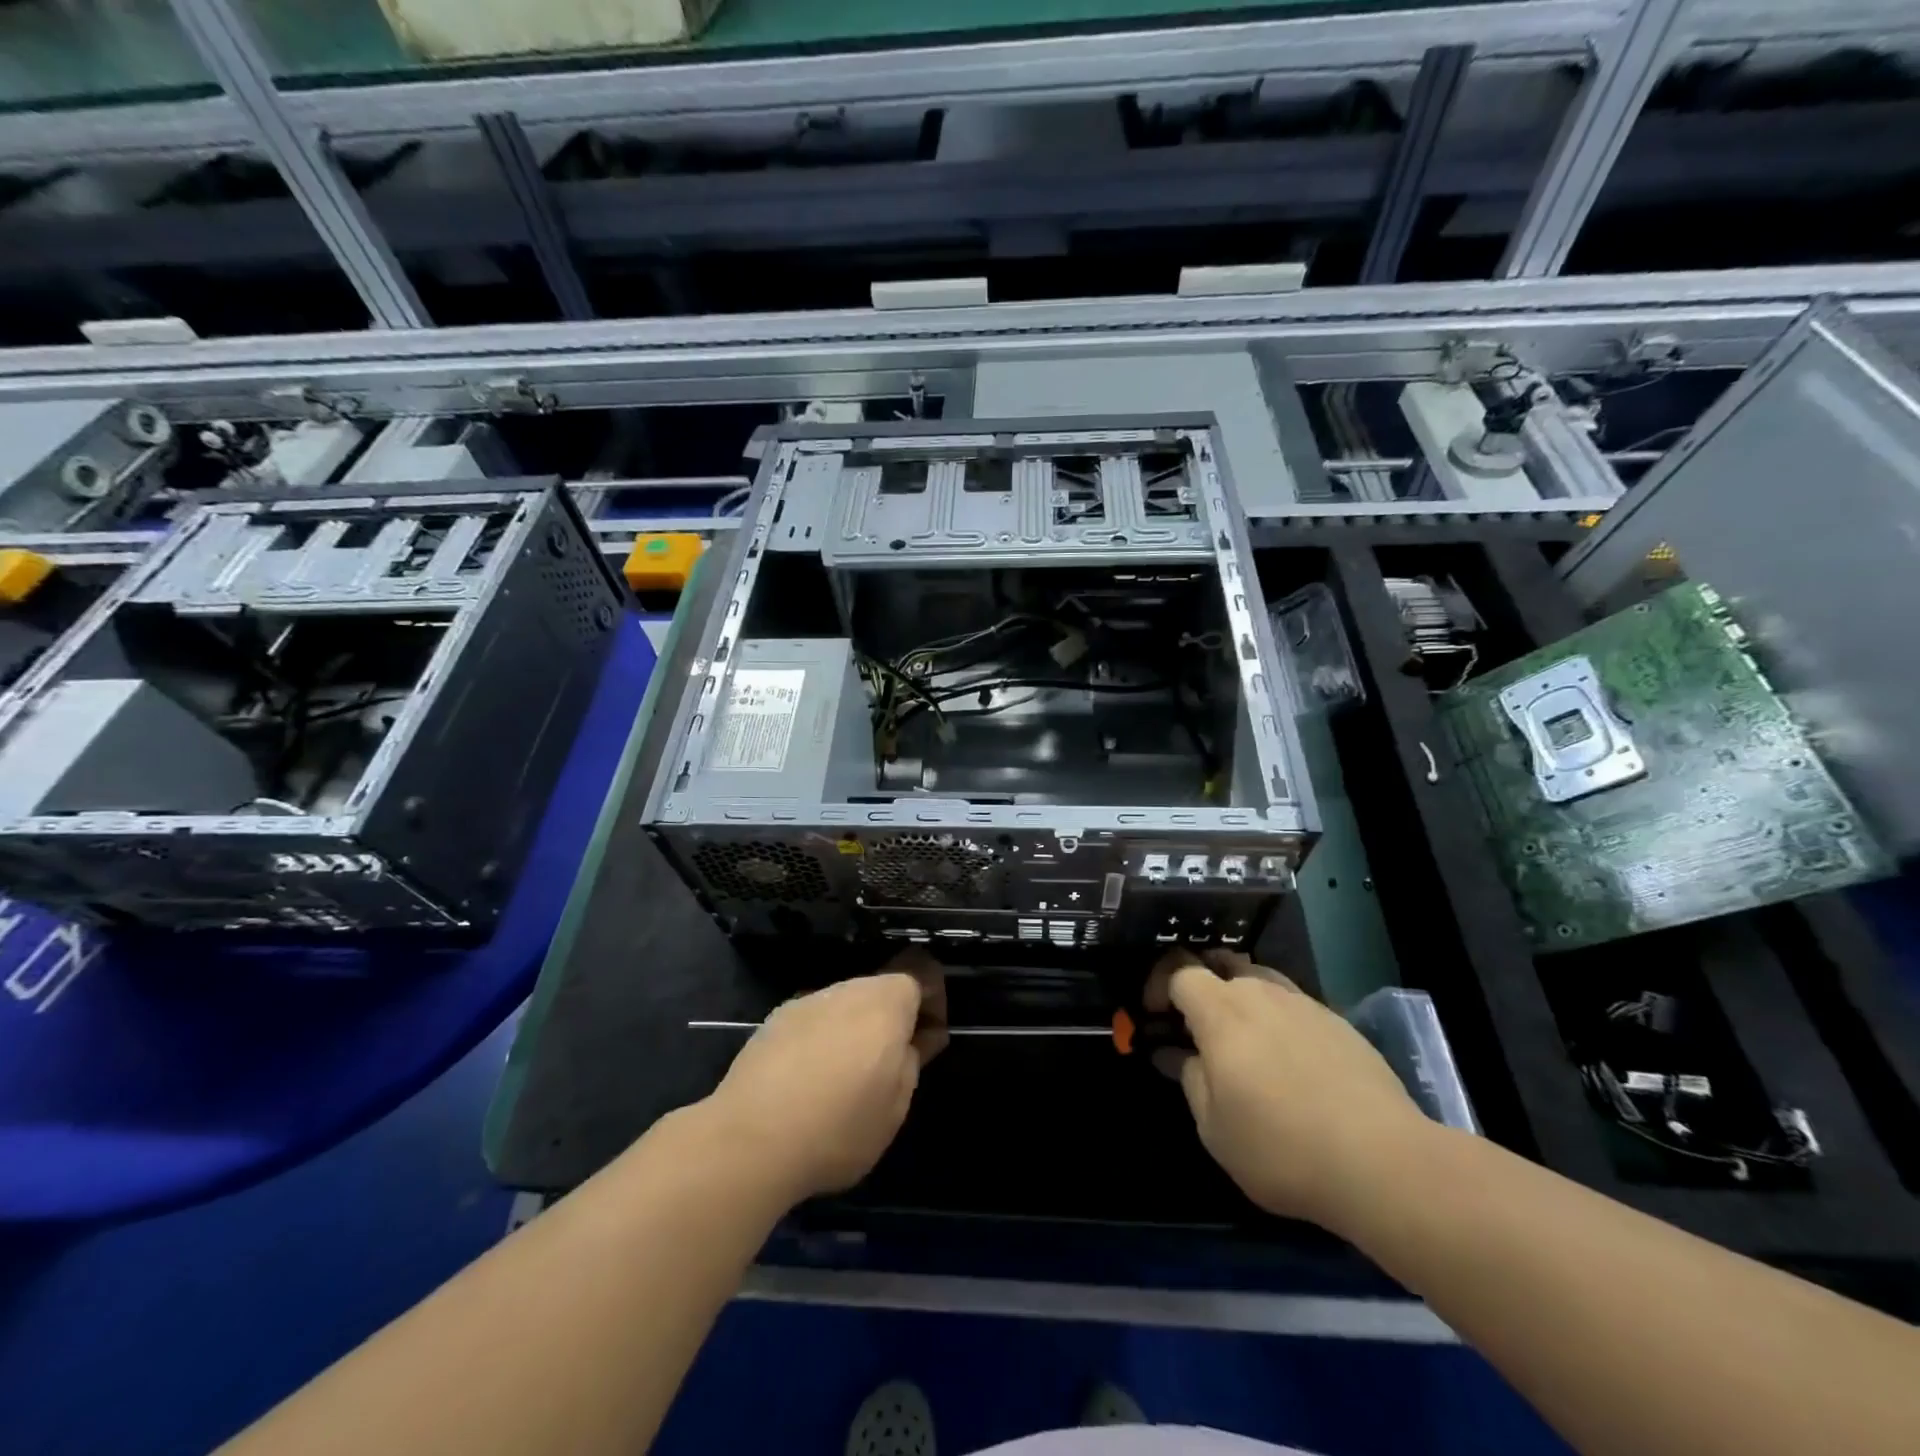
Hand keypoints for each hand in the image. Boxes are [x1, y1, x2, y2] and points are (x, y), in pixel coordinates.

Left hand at [703, 950, 946, 1203]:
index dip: (932, 1003)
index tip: (928, 1041)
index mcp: (885, 1003)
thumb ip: (912, 1063)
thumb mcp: (895, 1108)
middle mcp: (846, 989)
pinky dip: (820, 1040)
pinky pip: (813, 1021)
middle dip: (891, 1018)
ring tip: (845, 1078)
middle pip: (880, 989)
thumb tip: (918, 1039)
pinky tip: (808, 1081)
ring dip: (854, 1029)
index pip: (920, 975)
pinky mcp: (773, 1021)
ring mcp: (806, 1002)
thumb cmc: (838, 1128)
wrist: (749, 1141)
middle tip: (889, 1065)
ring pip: (844, 1004)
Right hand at [1147, 947, 1428, 1232]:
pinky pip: (1292, 1004)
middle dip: (1199, 987)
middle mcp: (1260, 992)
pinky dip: (1275, 1018)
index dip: (1159, 985)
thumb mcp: (1214, 1128)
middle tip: (1195, 1028)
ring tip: (1241, 1043)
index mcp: (1221, 1010)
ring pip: (1258, 980)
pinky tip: (1286, 1061)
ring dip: (1239, 1000)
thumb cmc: (1281, 1148)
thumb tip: (1174, 1053)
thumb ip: (1189, 1079)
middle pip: (1219, 965)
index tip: (1155, 1017)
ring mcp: (1303, 1003)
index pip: (1179, 970)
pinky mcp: (1338, 1022)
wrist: (1383, 1162)